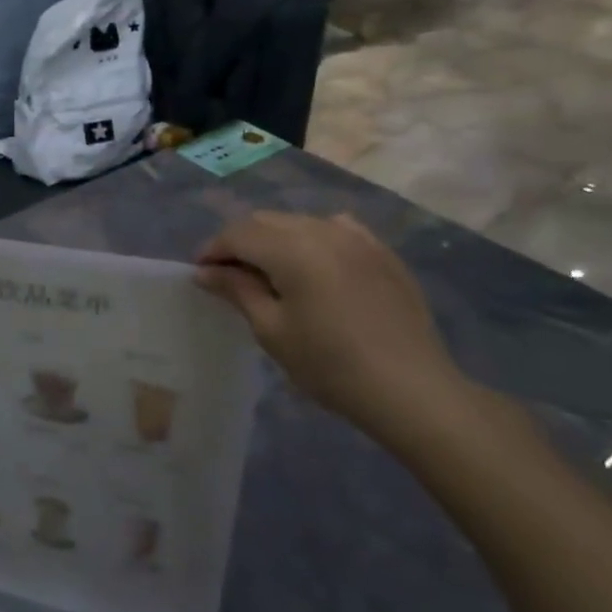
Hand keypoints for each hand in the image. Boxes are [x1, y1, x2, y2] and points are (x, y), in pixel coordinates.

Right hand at [197, 211, 469, 441]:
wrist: (412, 390)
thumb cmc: (330, 365)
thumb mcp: (272, 330)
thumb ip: (237, 291)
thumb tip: (205, 272)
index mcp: (292, 249)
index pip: (238, 234)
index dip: (213, 249)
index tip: (199, 273)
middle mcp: (323, 230)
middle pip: (266, 221)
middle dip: (240, 241)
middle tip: (227, 274)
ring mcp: (357, 238)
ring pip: (299, 222)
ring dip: (274, 238)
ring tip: (267, 270)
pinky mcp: (382, 252)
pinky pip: (336, 229)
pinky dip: (312, 237)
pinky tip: (313, 262)